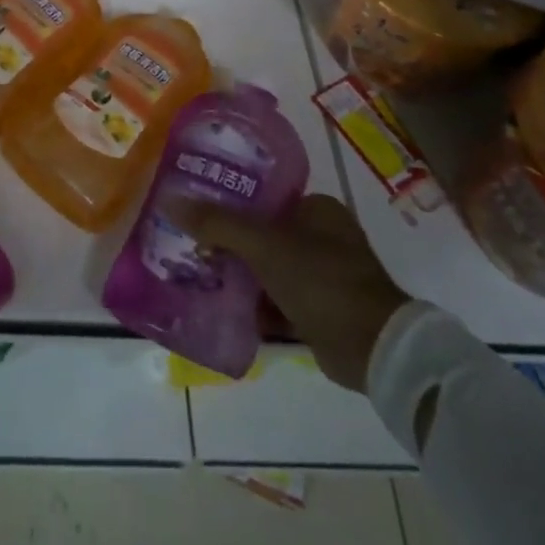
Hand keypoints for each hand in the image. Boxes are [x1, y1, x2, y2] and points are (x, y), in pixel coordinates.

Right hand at [170, 193, 411, 391]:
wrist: (374, 350)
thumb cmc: (321, 280)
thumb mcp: (263, 245)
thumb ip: (217, 223)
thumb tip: (170, 200)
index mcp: (318, 208)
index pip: (264, 195)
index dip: (230, 200)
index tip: (197, 207)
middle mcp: (324, 236)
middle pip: (263, 232)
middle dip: (230, 241)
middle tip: (191, 241)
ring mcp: (325, 276)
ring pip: (269, 267)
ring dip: (240, 273)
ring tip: (197, 272)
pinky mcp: (322, 311)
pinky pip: (278, 299)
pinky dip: (255, 303)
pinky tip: (222, 306)